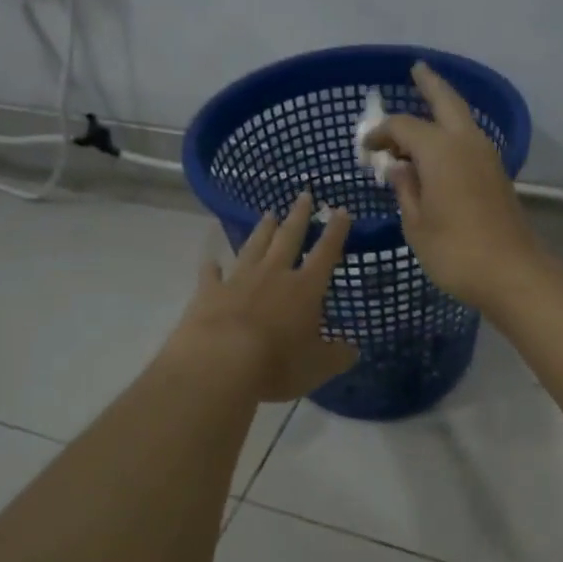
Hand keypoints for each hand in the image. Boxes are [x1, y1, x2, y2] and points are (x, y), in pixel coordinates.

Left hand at [166, 192, 359, 402]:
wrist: (219, 363)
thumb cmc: (277, 364)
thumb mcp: (318, 366)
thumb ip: (337, 355)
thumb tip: (353, 349)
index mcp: (305, 288)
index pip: (326, 252)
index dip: (335, 231)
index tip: (341, 210)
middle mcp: (273, 274)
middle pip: (288, 238)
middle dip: (298, 216)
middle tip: (304, 195)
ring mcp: (238, 280)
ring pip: (253, 246)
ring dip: (262, 230)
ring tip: (269, 214)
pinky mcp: (208, 292)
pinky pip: (211, 274)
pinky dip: (213, 266)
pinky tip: (212, 261)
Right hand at [368, 62, 546, 310]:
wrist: (512, 273)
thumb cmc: (455, 251)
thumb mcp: (417, 225)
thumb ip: (406, 191)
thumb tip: (400, 169)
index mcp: (441, 151)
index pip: (404, 127)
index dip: (381, 134)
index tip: (365, 148)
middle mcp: (466, 144)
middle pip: (446, 102)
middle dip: (430, 84)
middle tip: (416, 69)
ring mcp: (487, 158)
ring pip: (462, 121)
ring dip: (443, 110)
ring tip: (424, 108)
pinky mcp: (497, 176)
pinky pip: (469, 142)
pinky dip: (452, 136)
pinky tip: (440, 150)